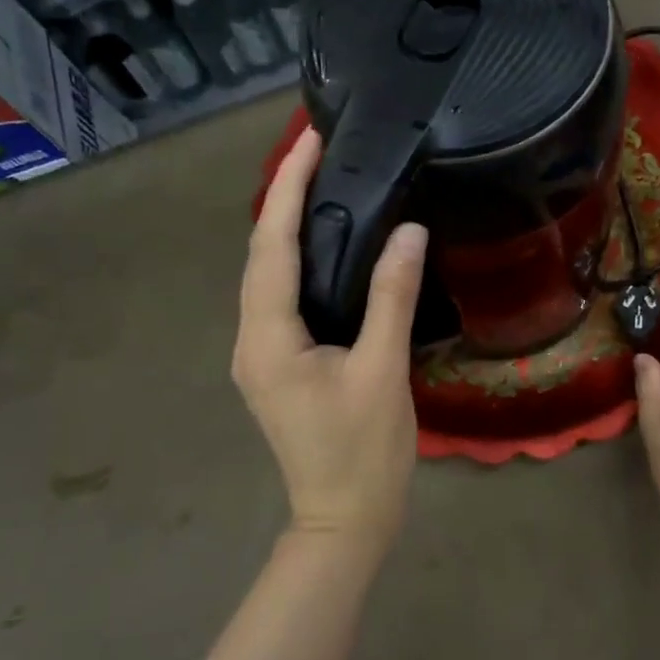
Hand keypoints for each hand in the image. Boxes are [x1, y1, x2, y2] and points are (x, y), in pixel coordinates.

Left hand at [233, 127, 426, 548]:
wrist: (344, 520)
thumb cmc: (364, 452)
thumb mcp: (382, 371)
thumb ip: (391, 297)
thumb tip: (408, 231)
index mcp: (268, 337)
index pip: (270, 245)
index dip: (286, 187)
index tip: (308, 139)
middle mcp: (251, 338)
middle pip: (261, 253)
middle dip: (283, 197)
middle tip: (318, 149)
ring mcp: (260, 353)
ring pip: (268, 274)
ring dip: (288, 226)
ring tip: (320, 182)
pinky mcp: (278, 363)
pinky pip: (282, 296)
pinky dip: (299, 260)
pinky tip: (325, 245)